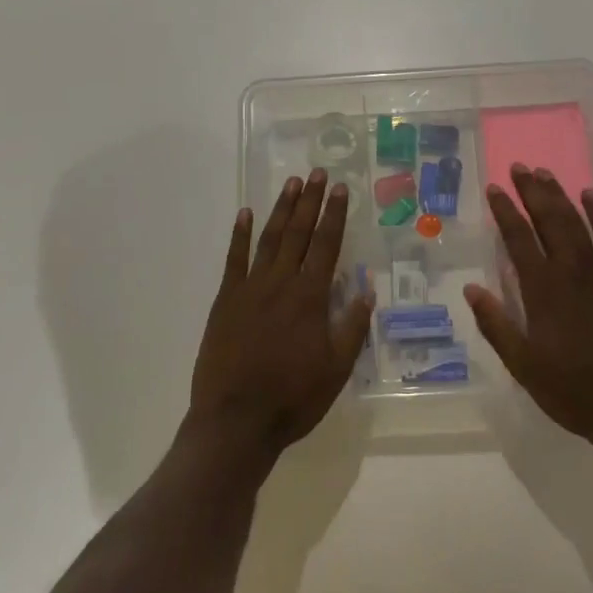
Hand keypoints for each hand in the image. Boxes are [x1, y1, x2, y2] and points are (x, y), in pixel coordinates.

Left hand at [188, 169, 373, 460]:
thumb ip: (352, 326)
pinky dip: (239, 235)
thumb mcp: (336, 369)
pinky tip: (244, 214)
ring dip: (281, 210)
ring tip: (292, 184)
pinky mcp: (226, 299)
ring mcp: (250, 288)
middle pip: (299, 233)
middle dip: (310, 201)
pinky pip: (234, 259)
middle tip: (318, 173)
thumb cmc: (293, 398)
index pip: (327, 245)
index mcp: (310, 297)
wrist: (236, 420)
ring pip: (269, 238)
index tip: (341, 188)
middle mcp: (281, 283)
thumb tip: (366, 288)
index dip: (335, 215)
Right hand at [465, 165, 592, 463]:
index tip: (495, 188)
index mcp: (543, 291)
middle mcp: (571, 272)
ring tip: (544, 173)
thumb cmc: (573, 391)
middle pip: (550, 220)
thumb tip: (471, 288)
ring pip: (578, 222)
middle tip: (520, 167)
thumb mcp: (524, 366)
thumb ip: (497, 326)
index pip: (519, 239)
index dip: (505, 211)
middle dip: (533, 192)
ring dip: (560, 195)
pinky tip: (589, 196)